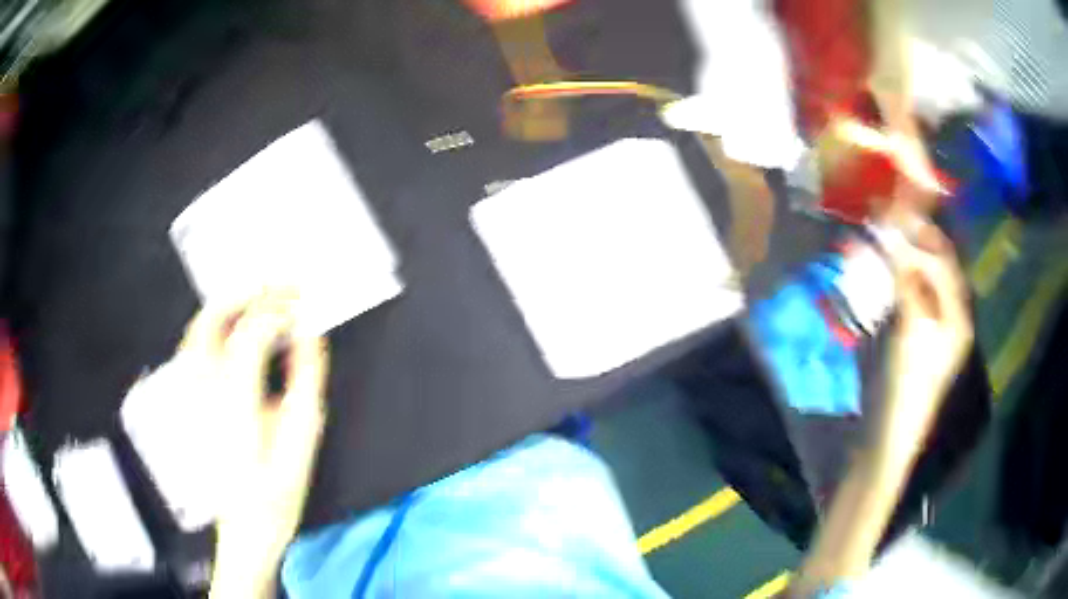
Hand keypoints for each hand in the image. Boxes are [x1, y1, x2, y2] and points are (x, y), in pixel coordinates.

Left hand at [180, 296, 328, 597]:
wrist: (244, 527)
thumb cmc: (277, 492)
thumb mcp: (302, 440)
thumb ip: (305, 379)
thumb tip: (309, 334)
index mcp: (234, 402)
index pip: (251, 334)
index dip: (278, 310)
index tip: (302, 302)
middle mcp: (203, 389)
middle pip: (214, 320)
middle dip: (249, 293)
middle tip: (279, 285)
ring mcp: (190, 392)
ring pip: (199, 328)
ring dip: (229, 304)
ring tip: (259, 296)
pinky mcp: (188, 399)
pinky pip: (194, 345)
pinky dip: (214, 323)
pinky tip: (234, 325)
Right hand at [877, 219, 972, 469]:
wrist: (888, 432)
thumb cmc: (907, 384)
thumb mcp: (912, 331)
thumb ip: (908, 281)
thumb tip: (895, 237)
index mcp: (958, 314)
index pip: (944, 259)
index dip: (924, 233)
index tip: (897, 209)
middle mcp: (950, 314)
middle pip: (936, 265)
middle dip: (915, 240)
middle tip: (888, 219)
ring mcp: (931, 325)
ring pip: (921, 277)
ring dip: (904, 255)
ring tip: (882, 236)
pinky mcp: (913, 334)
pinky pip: (907, 294)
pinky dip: (895, 276)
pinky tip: (881, 267)